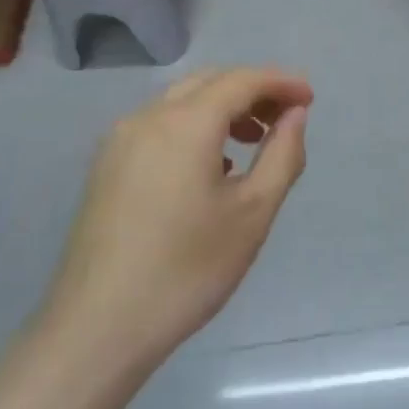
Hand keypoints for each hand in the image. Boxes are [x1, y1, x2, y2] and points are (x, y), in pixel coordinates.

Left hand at [39, 68, 311, 374]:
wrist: (97, 329)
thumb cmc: (187, 270)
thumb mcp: (253, 213)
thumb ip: (282, 154)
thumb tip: (294, 114)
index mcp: (186, 123)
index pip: (243, 80)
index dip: (281, 82)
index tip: (310, 98)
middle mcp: (149, 117)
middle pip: (211, 81)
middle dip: (253, 90)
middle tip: (287, 117)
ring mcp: (121, 140)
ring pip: (183, 100)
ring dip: (224, 107)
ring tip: (255, 140)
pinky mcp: (107, 165)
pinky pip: (161, 124)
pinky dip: (195, 125)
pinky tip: (212, 164)